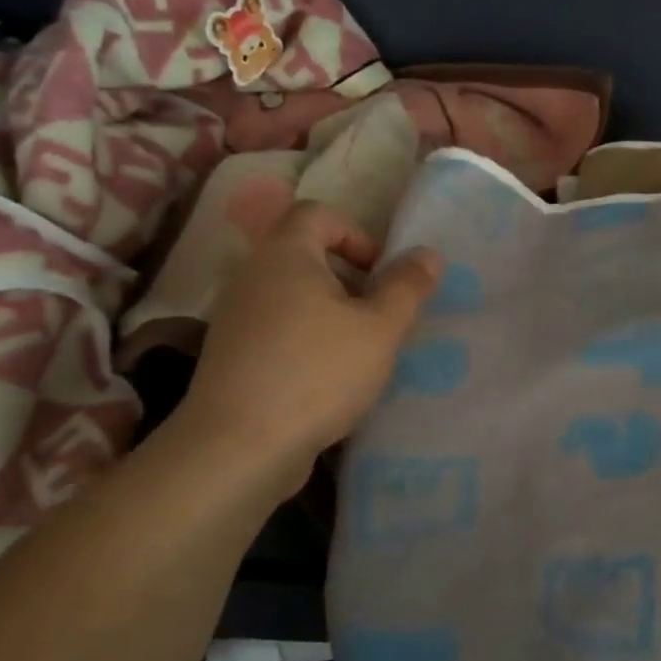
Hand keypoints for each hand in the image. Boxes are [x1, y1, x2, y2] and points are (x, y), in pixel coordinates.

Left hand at [170, 201, 441, 496]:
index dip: (357, 234)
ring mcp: (236, 317)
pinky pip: (278, 329)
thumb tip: (428, 254)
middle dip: (350, 279)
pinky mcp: (232, 355)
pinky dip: (308, 340)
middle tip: (380, 314)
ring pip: (294, 296)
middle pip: (306, 255)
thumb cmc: (318, 372)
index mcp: (285, 255)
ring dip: (332, 313)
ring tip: (361, 351)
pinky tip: (330, 379)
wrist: (240, 446)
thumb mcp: (380, 328)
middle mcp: (252, 276)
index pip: (318, 214)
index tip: (382, 274)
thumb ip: (408, 287)